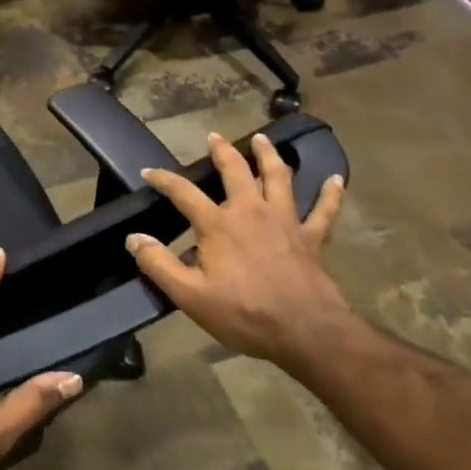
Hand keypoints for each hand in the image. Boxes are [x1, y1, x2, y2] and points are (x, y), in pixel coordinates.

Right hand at [126, 131, 349, 364]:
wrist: (306, 332)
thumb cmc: (244, 314)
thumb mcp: (189, 295)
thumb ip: (158, 264)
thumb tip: (134, 238)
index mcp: (218, 225)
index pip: (183, 192)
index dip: (163, 179)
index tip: (148, 172)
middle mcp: (251, 212)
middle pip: (236, 171)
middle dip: (222, 152)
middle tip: (214, 137)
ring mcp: (285, 221)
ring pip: (279, 178)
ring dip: (269, 156)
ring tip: (261, 139)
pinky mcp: (312, 238)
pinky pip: (324, 210)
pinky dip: (331, 194)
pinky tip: (336, 179)